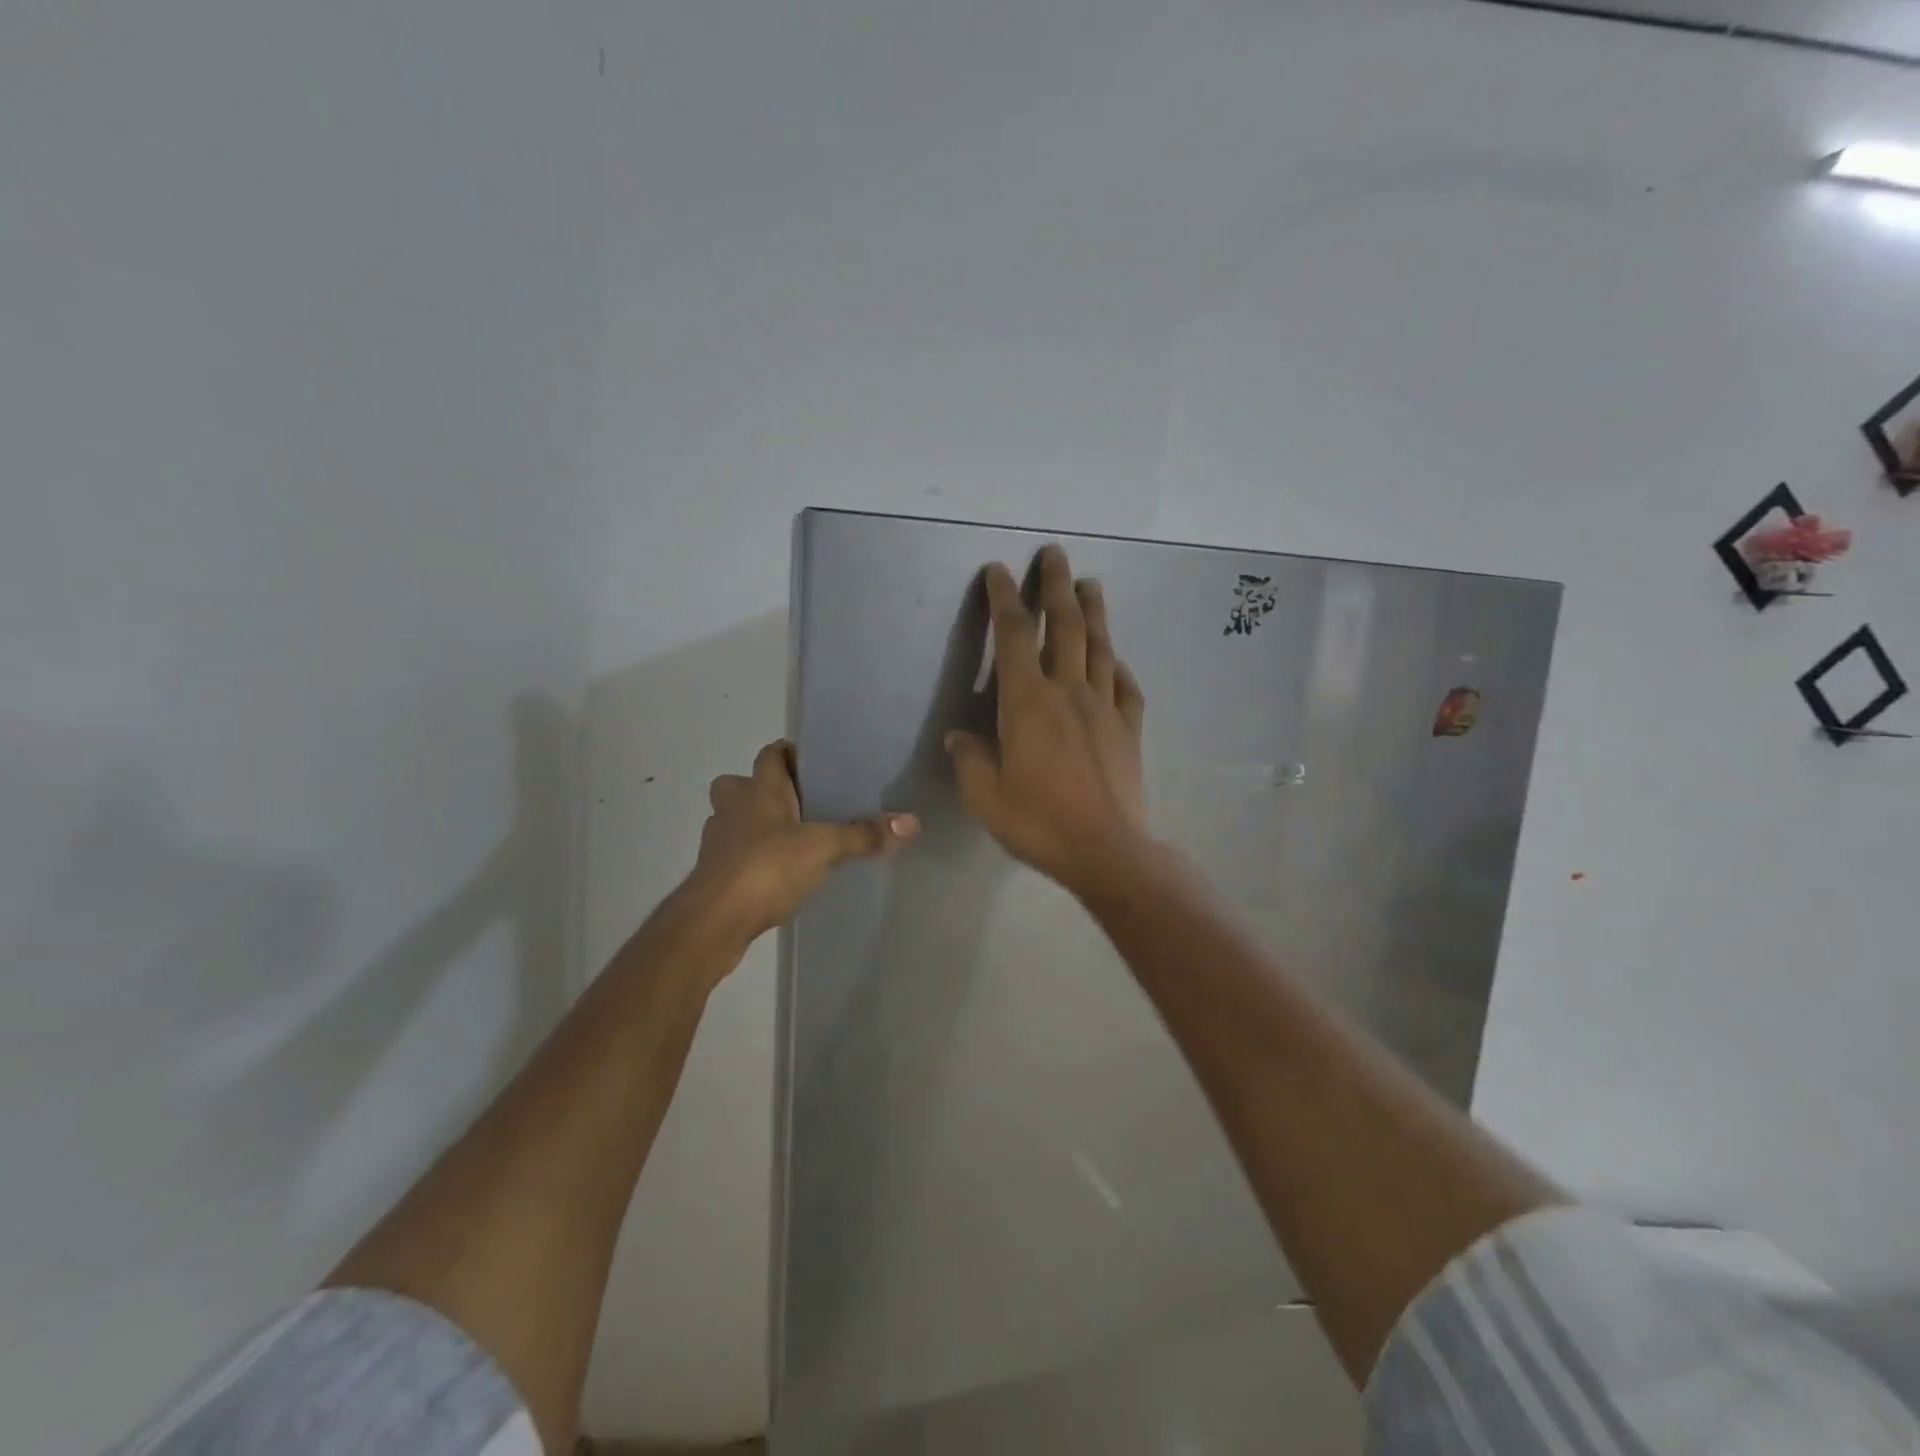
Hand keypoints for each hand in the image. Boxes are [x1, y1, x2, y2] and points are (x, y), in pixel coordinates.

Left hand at [686, 740, 918, 939]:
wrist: (714, 921)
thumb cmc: (767, 867)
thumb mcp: (825, 848)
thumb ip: (865, 835)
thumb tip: (912, 822)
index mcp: (759, 788)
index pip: (771, 753)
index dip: (791, 753)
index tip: (816, 764)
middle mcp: (733, 806)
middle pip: (741, 783)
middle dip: (763, 789)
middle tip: (799, 804)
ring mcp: (717, 840)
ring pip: (733, 819)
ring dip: (754, 824)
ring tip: (790, 840)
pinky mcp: (712, 873)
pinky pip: (733, 853)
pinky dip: (750, 857)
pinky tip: (775, 874)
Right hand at [945, 544, 1148, 894]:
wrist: (1106, 851)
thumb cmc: (1039, 822)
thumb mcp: (985, 796)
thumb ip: (969, 760)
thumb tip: (959, 738)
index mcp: (1027, 703)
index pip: (1014, 637)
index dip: (1005, 599)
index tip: (1000, 570)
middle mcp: (1068, 692)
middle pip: (1065, 626)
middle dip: (1057, 586)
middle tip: (1055, 553)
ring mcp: (1105, 708)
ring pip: (1100, 647)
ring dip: (1094, 612)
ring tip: (1090, 584)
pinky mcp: (1129, 729)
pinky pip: (1125, 686)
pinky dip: (1118, 665)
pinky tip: (1116, 658)